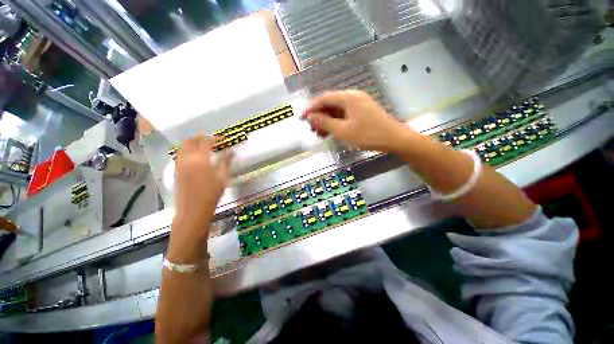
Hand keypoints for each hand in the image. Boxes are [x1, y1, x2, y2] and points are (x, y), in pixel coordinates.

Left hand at [173, 135, 232, 241]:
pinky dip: (186, 150)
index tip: (222, 138)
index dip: (214, 138)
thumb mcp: (223, 177)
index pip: (206, 142)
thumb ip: (226, 162)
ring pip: (182, 147)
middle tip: (210, 139)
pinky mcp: (176, 170)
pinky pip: (179, 155)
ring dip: (192, 143)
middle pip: (190, 141)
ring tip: (202, 146)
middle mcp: (187, 158)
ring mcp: (179, 164)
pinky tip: (194, 156)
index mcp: (201, 159)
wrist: (193, 209)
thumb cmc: (212, 193)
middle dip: (200, 137)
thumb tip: (231, 150)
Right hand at [302, 90, 412, 152]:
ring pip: (336, 110)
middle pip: (330, 104)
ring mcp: (358, 104)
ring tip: (320, 134)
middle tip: (312, 129)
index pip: (323, 99)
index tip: (302, 118)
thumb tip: (310, 117)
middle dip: (319, 116)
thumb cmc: (368, 135)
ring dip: (327, 121)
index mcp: (348, 97)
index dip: (311, 108)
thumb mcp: (343, 131)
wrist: (394, 139)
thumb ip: (325, 123)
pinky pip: (344, 115)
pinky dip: (336, 123)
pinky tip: (331, 132)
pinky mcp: (361, 111)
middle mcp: (352, 97)